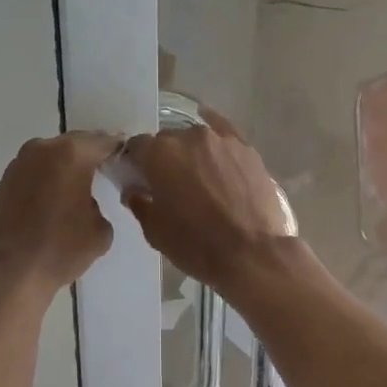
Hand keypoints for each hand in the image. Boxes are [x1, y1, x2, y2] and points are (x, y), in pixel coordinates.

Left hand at [0, 132, 121, 300]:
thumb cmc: (60, 249)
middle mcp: (43, 149)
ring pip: (53, 156)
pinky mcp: (4, 180)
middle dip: (91, 156)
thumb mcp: (101, 230)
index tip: (127, 162)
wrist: (9, 272)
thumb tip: (86, 202)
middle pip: (76, 144)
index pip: (105, 142)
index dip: (119, 150)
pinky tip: (54, 199)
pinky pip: (36, 171)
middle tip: (105, 173)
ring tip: (78, 189)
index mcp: (72, 154)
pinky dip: (48, 179)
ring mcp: (20, 163)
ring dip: (67, 167)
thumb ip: (99, 204)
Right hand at [121, 108, 295, 291]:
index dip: (134, 163)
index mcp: (159, 154)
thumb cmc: (196, 244)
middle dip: (164, 158)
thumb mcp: (155, 231)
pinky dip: (216, 140)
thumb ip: (139, 202)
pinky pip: (226, 133)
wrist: (252, 253)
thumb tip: (134, 189)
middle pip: (167, 141)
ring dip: (191, 153)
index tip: (139, 179)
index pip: (136, 147)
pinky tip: (215, 143)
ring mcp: (221, 140)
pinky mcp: (247, 149)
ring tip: (200, 178)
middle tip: (170, 185)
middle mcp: (188, 137)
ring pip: (196, 139)